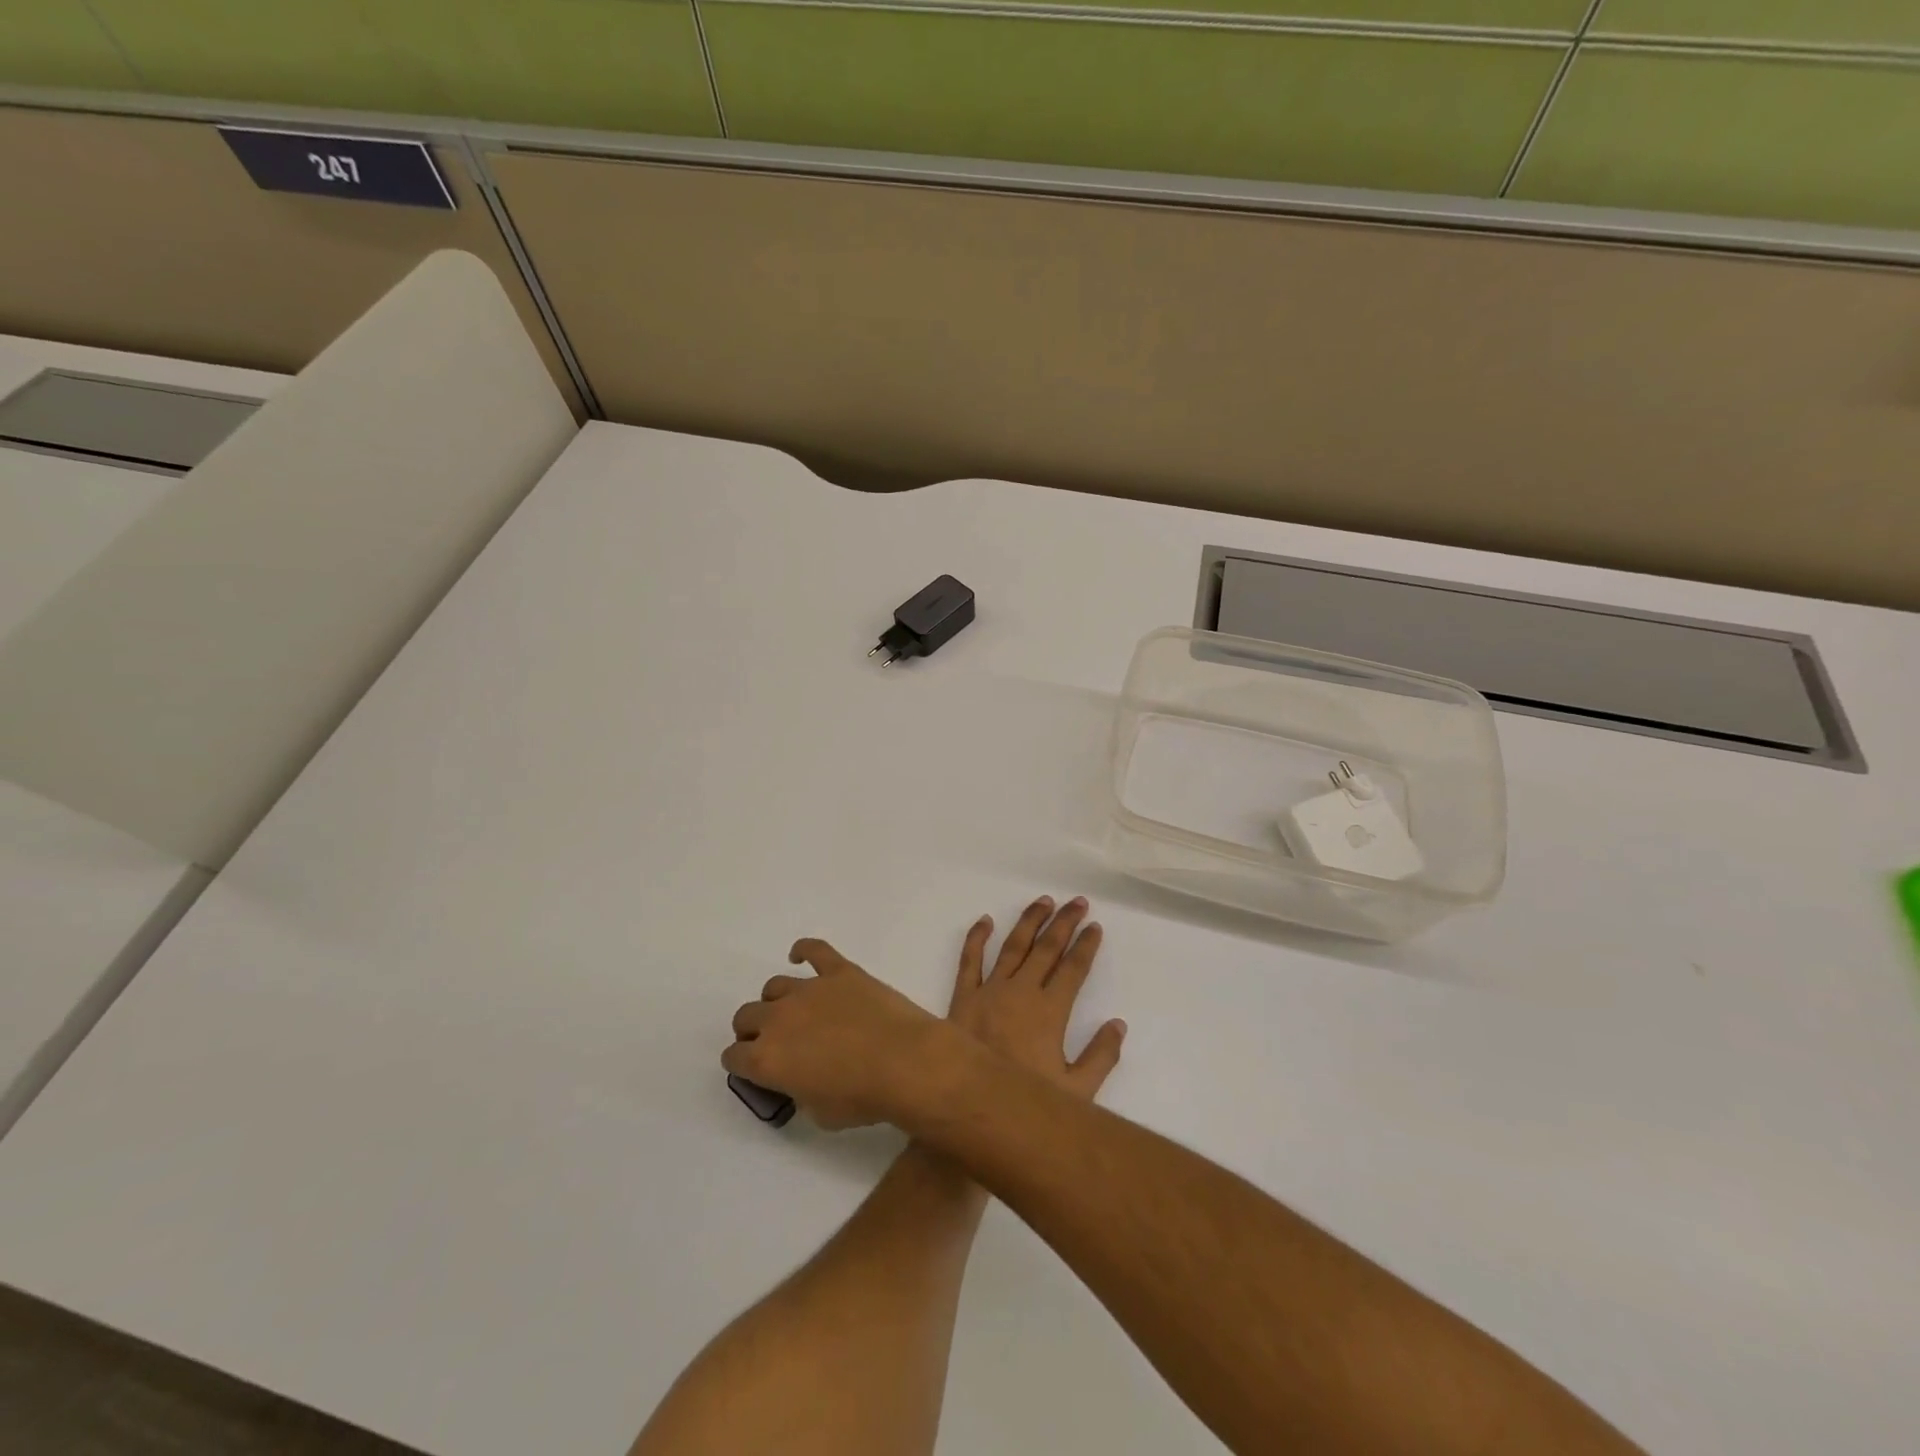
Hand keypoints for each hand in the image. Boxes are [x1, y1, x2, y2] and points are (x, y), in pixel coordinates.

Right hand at [723, 938, 950, 1129]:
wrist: (905, 1061)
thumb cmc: (863, 1097)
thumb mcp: (818, 1114)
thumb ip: (799, 1092)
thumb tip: (801, 1079)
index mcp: (767, 1059)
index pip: (734, 1057)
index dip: (741, 1063)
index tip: (753, 1068)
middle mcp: (779, 1018)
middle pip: (747, 1016)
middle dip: (753, 1030)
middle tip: (773, 1041)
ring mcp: (809, 989)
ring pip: (774, 986)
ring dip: (777, 1000)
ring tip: (793, 1011)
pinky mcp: (839, 970)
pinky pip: (814, 949)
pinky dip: (804, 950)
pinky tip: (800, 956)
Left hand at [948, 896, 1125, 1101]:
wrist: (968, 1111)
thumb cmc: (1024, 1104)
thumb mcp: (1076, 1093)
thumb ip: (1100, 1057)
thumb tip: (1118, 1024)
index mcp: (1049, 1012)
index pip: (1073, 969)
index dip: (1086, 946)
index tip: (1095, 926)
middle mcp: (1020, 992)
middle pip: (1046, 949)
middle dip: (1064, 923)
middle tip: (1077, 902)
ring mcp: (989, 991)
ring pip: (1013, 946)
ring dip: (1029, 921)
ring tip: (1044, 901)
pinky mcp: (962, 997)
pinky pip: (969, 961)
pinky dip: (976, 938)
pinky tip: (985, 920)